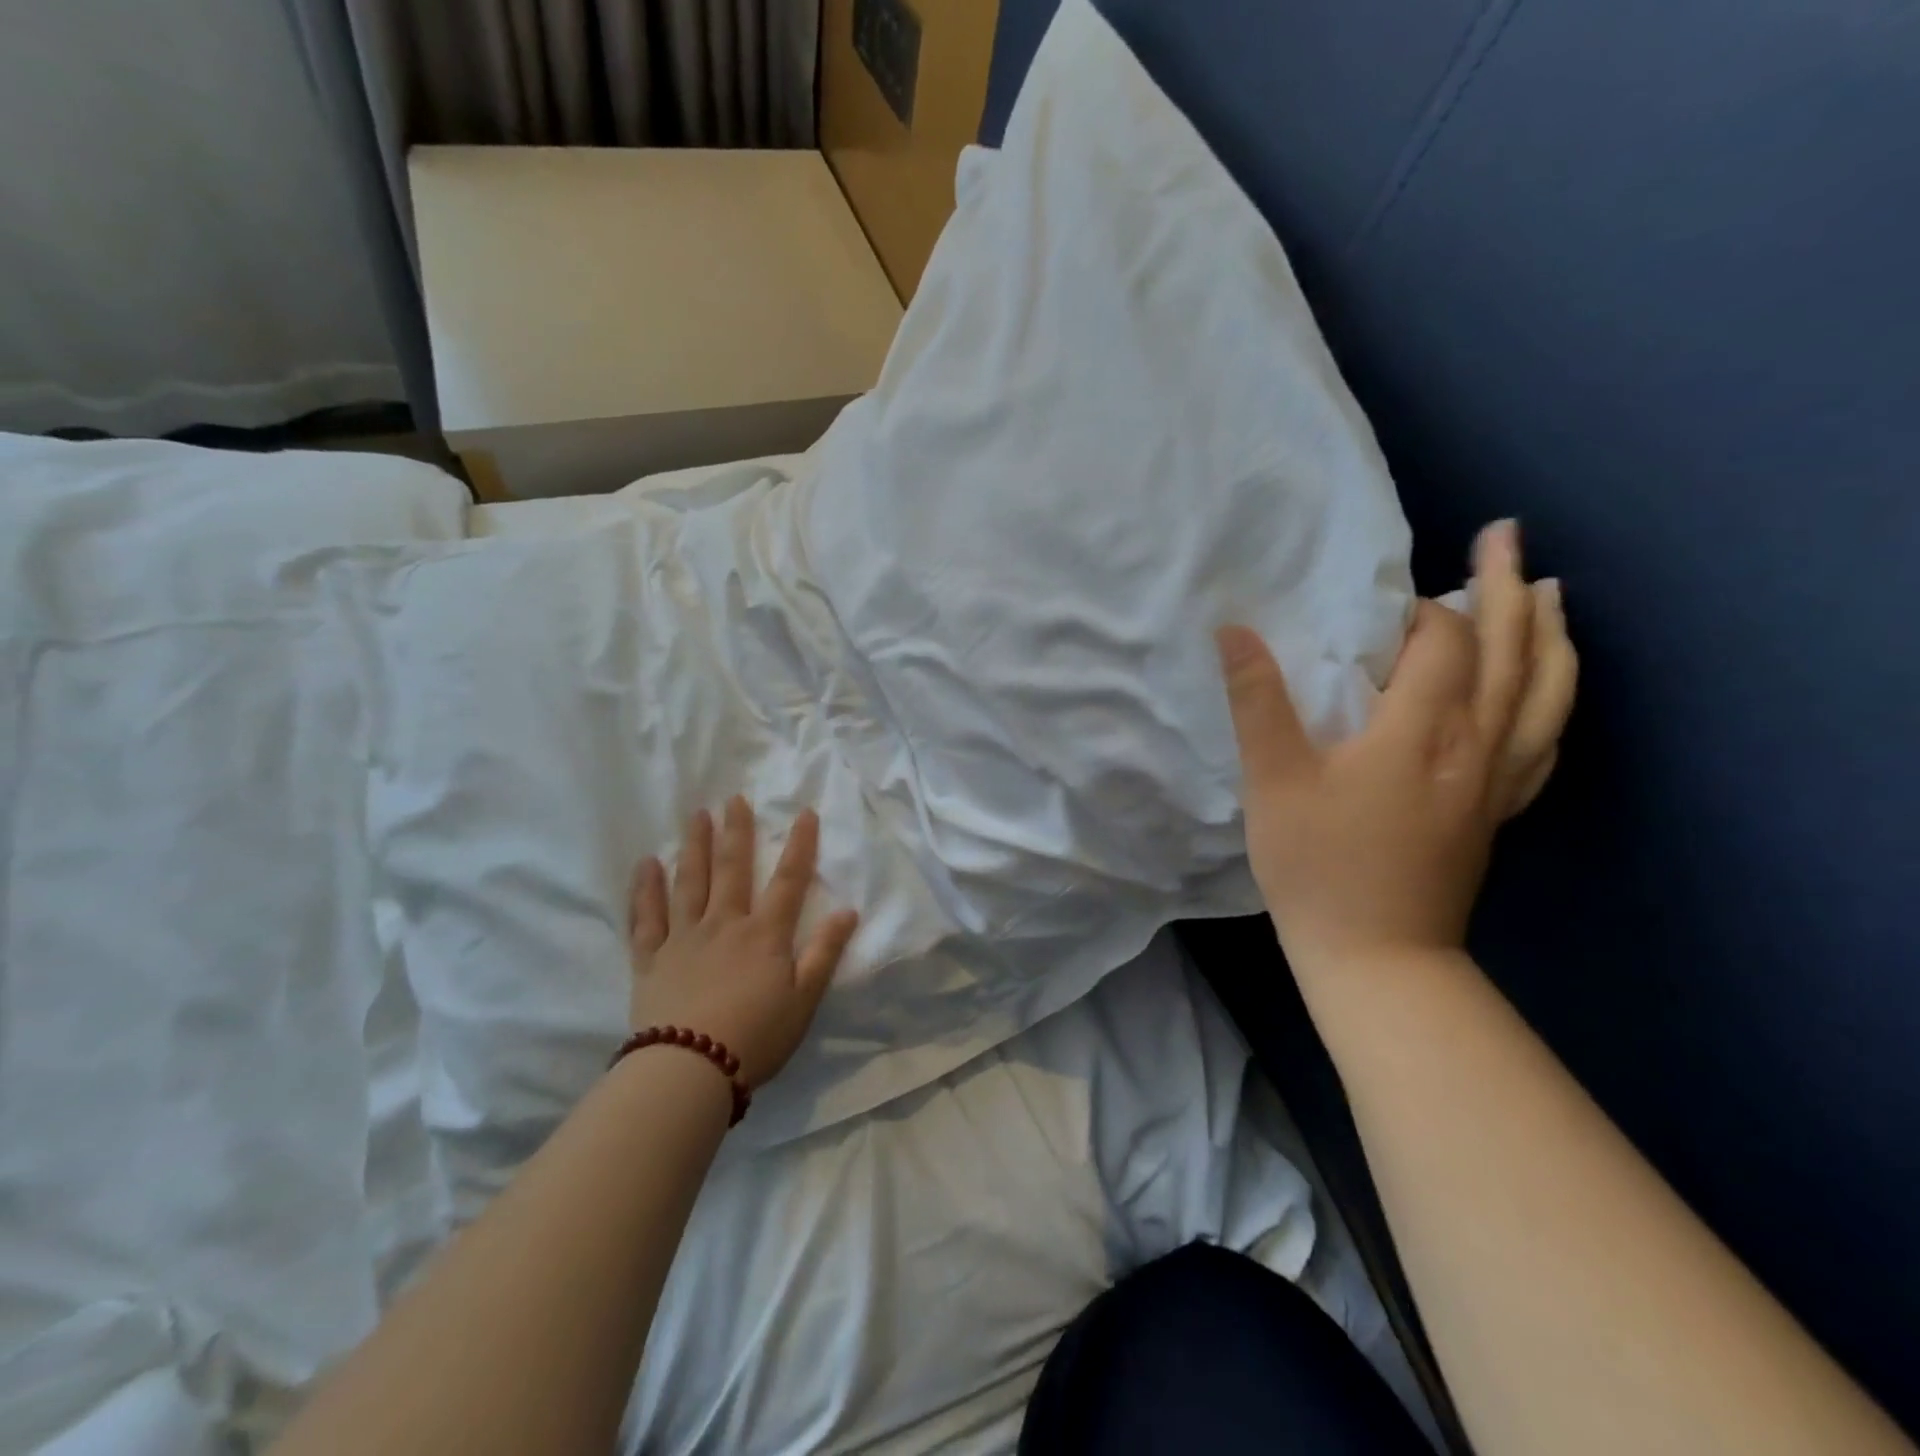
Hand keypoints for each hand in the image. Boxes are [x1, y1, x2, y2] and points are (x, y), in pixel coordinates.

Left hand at [628, 797, 859, 1088]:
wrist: (689, 1071)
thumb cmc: (755, 1037)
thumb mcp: (804, 1000)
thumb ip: (824, 952)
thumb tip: (848, 911)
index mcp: (764, 935)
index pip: (788, 881)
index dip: (799, 845)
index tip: (803, 812)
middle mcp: (724, 925)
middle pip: (732, 870)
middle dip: (737, 832)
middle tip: (734, 798)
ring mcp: (683, 938)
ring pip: (690, 882)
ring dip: (695, 846)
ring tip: (697, 815)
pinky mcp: (651, 959)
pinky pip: (646, 917)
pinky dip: (645, 889)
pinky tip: (645, 864)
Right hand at [1216, 520, 1576, 976]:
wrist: (1377, 958)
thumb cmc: (1317, 866)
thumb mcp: (1273, 781)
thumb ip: (1258, 701)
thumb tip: (1233, 630)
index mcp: (1420, 731)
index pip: (1443, 642)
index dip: (1422, 610)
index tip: (1388, 602)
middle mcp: (1476, 745)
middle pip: (1510, 651)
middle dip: (1507, 587)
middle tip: (1504, 534)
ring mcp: (1497, 781)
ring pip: (1544, 693)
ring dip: (1549, 635)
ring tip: (1551, 592)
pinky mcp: (1498, 811)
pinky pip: (1544, 740)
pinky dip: (1554, 699)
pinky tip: (1547, 688)